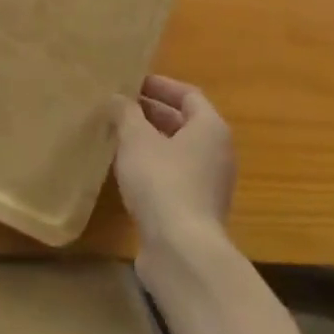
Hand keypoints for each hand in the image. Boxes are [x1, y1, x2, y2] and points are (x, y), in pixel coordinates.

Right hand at [114, 75, 234, 266]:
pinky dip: (152, 168)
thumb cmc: (162, 181)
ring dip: (150, 142)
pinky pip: (173, 177)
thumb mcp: (136, 139)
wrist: (182, 251)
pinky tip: (125, 171)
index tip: (133, 82)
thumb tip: (116, 99)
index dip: (161, 86)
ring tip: (117, 135)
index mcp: (210, 128)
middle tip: (120, 107)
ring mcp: (209, 185)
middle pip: (184, 123)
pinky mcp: (196, 211)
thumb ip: (125, 113)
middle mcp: (217, 153)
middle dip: (152, 113)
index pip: (188, 95)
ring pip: (177, 152)